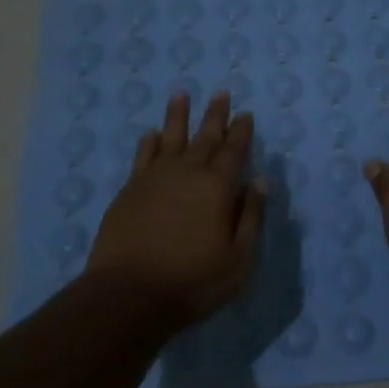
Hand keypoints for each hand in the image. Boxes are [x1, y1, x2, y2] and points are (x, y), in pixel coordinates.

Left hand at [87, 91, 266, 326]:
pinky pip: (142, 157)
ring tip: (181, 94)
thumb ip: (251, 216)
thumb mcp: (239, 258)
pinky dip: (148, 143)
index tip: (245, 114)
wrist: (129, 294)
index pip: (234, 150)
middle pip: (204, 137)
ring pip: (169, 138)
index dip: (241, 131)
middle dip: (215, 115)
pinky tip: (150, 134)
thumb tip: (259, 181)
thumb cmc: (193, 280)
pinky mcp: (129, 191)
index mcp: (218, 187)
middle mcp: (187, 173)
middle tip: (221, 93)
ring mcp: (154, 179)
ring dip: (177, 116)